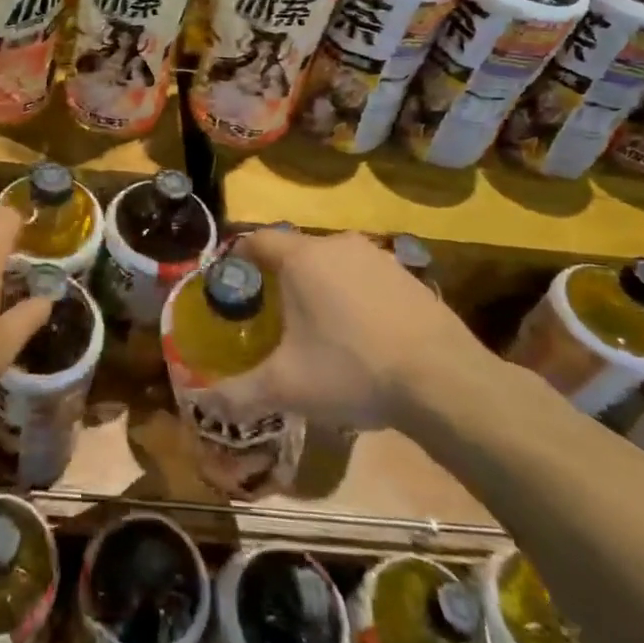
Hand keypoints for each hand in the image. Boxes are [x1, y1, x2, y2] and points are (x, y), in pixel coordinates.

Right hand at [209, 229, 493, 430]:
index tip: (233, 287)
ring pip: (333, 264)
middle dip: (281, 279)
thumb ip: (238, 393)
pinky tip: (364, 336)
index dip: (239, 260)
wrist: (443, 381)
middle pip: (295, 251)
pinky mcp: (408, 275)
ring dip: (321, 287)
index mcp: (301, 258)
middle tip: (274, 318)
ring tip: (319, 329)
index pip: (257, 240)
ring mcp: (377, 257)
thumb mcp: (287, 388)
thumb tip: (200, 402)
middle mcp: (337, 245)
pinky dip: (356, 297)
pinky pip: (366, 278)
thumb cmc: (352, 370)